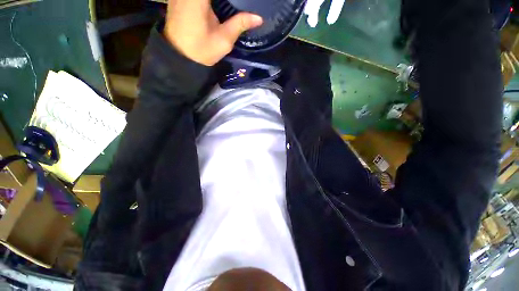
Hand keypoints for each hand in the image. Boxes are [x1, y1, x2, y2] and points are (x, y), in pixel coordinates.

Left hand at [164, 0, 262, 65]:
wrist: (180, 56)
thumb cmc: (202, 51)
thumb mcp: (224, 40)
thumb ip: (240, 24)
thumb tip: (259, 18)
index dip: (234, 0)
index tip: (242, 4)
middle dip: (228, 1)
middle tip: (238, 6)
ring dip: (221, 3)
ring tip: (231, 7)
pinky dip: (213, 3)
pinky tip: (220, 8)